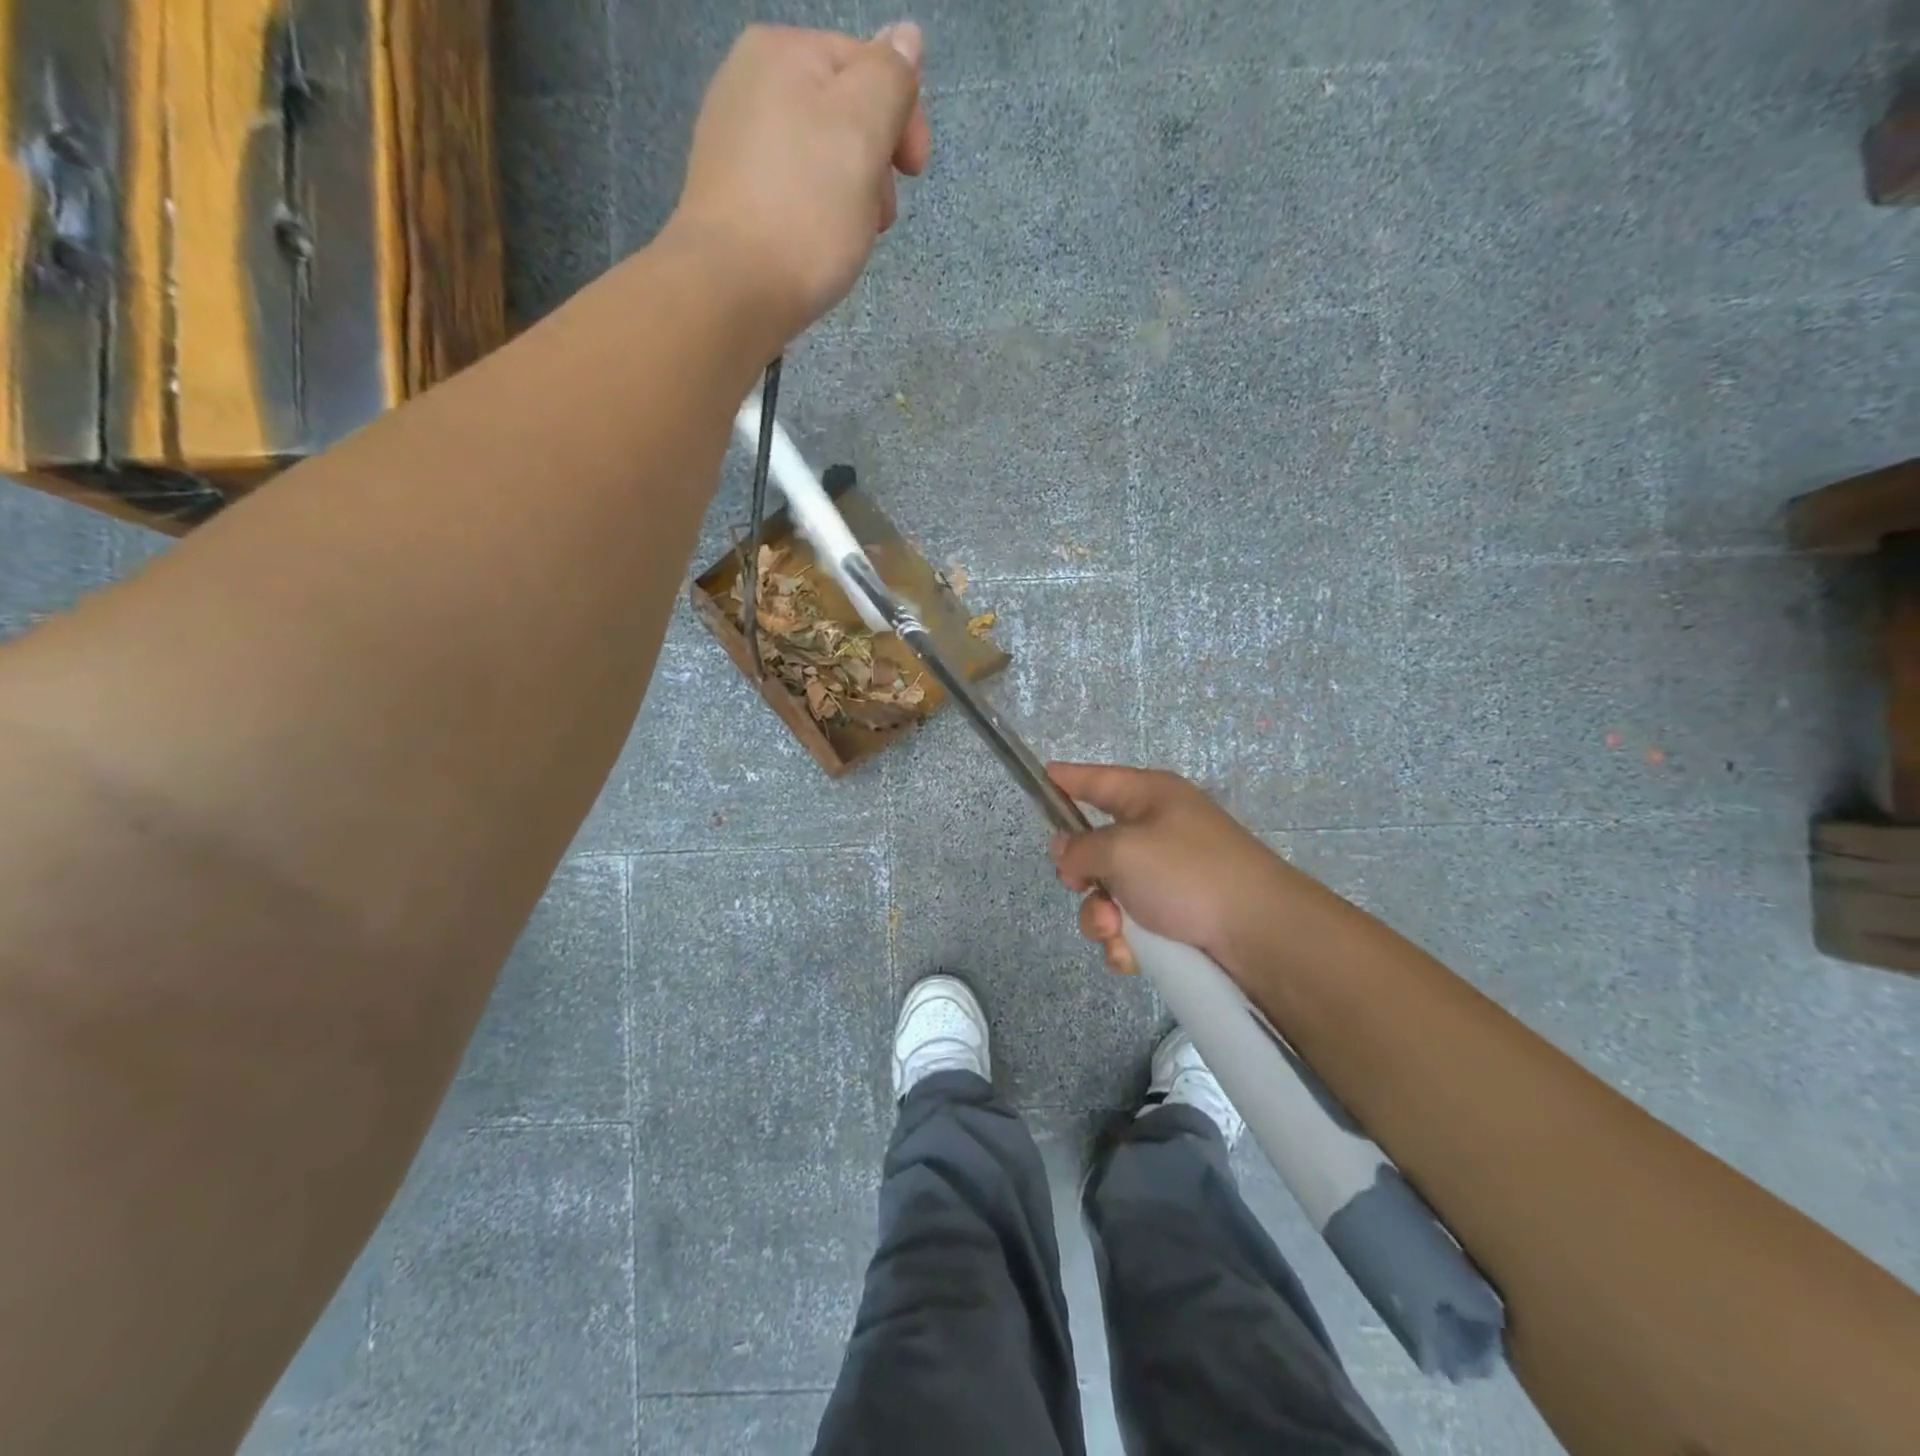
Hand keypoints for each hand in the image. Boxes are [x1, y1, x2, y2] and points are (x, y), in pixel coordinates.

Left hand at [668, 22, 931, 350]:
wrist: (733, 290)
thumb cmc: (806, 210)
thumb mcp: (863, 130)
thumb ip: (890, 78)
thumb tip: (905, 37)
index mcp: (782, 51)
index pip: (868, 66)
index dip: (904, 117)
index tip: (916, 175)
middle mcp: (749, 83)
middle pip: (843, 115)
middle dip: (874, 164)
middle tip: (878, 217)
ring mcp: (733, 143)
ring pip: (819, 160)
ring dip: (849, 196)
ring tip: (848, 239)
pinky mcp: (730, 199)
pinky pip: (791, 194)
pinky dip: (815, 217)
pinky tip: (817, 249)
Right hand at [1047, 764, 1282, 976]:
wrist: (1260, 934)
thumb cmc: (1188, 874)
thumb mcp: (1122, 849)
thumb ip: (1081, 847)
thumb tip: (1066, 852)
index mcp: (1150, 797)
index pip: (1097, 779)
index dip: (1067, 779)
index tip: (1041, 776)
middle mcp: (1158, 831)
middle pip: (1096, 846)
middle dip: (1082, 875)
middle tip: (1081, 886)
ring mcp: (1168, 877)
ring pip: (1108, 894)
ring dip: (1102, 917)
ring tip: (1116, 932)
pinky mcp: (1177, 918)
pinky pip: (1131, 926)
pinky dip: (1126, 942)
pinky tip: (1132, 955)